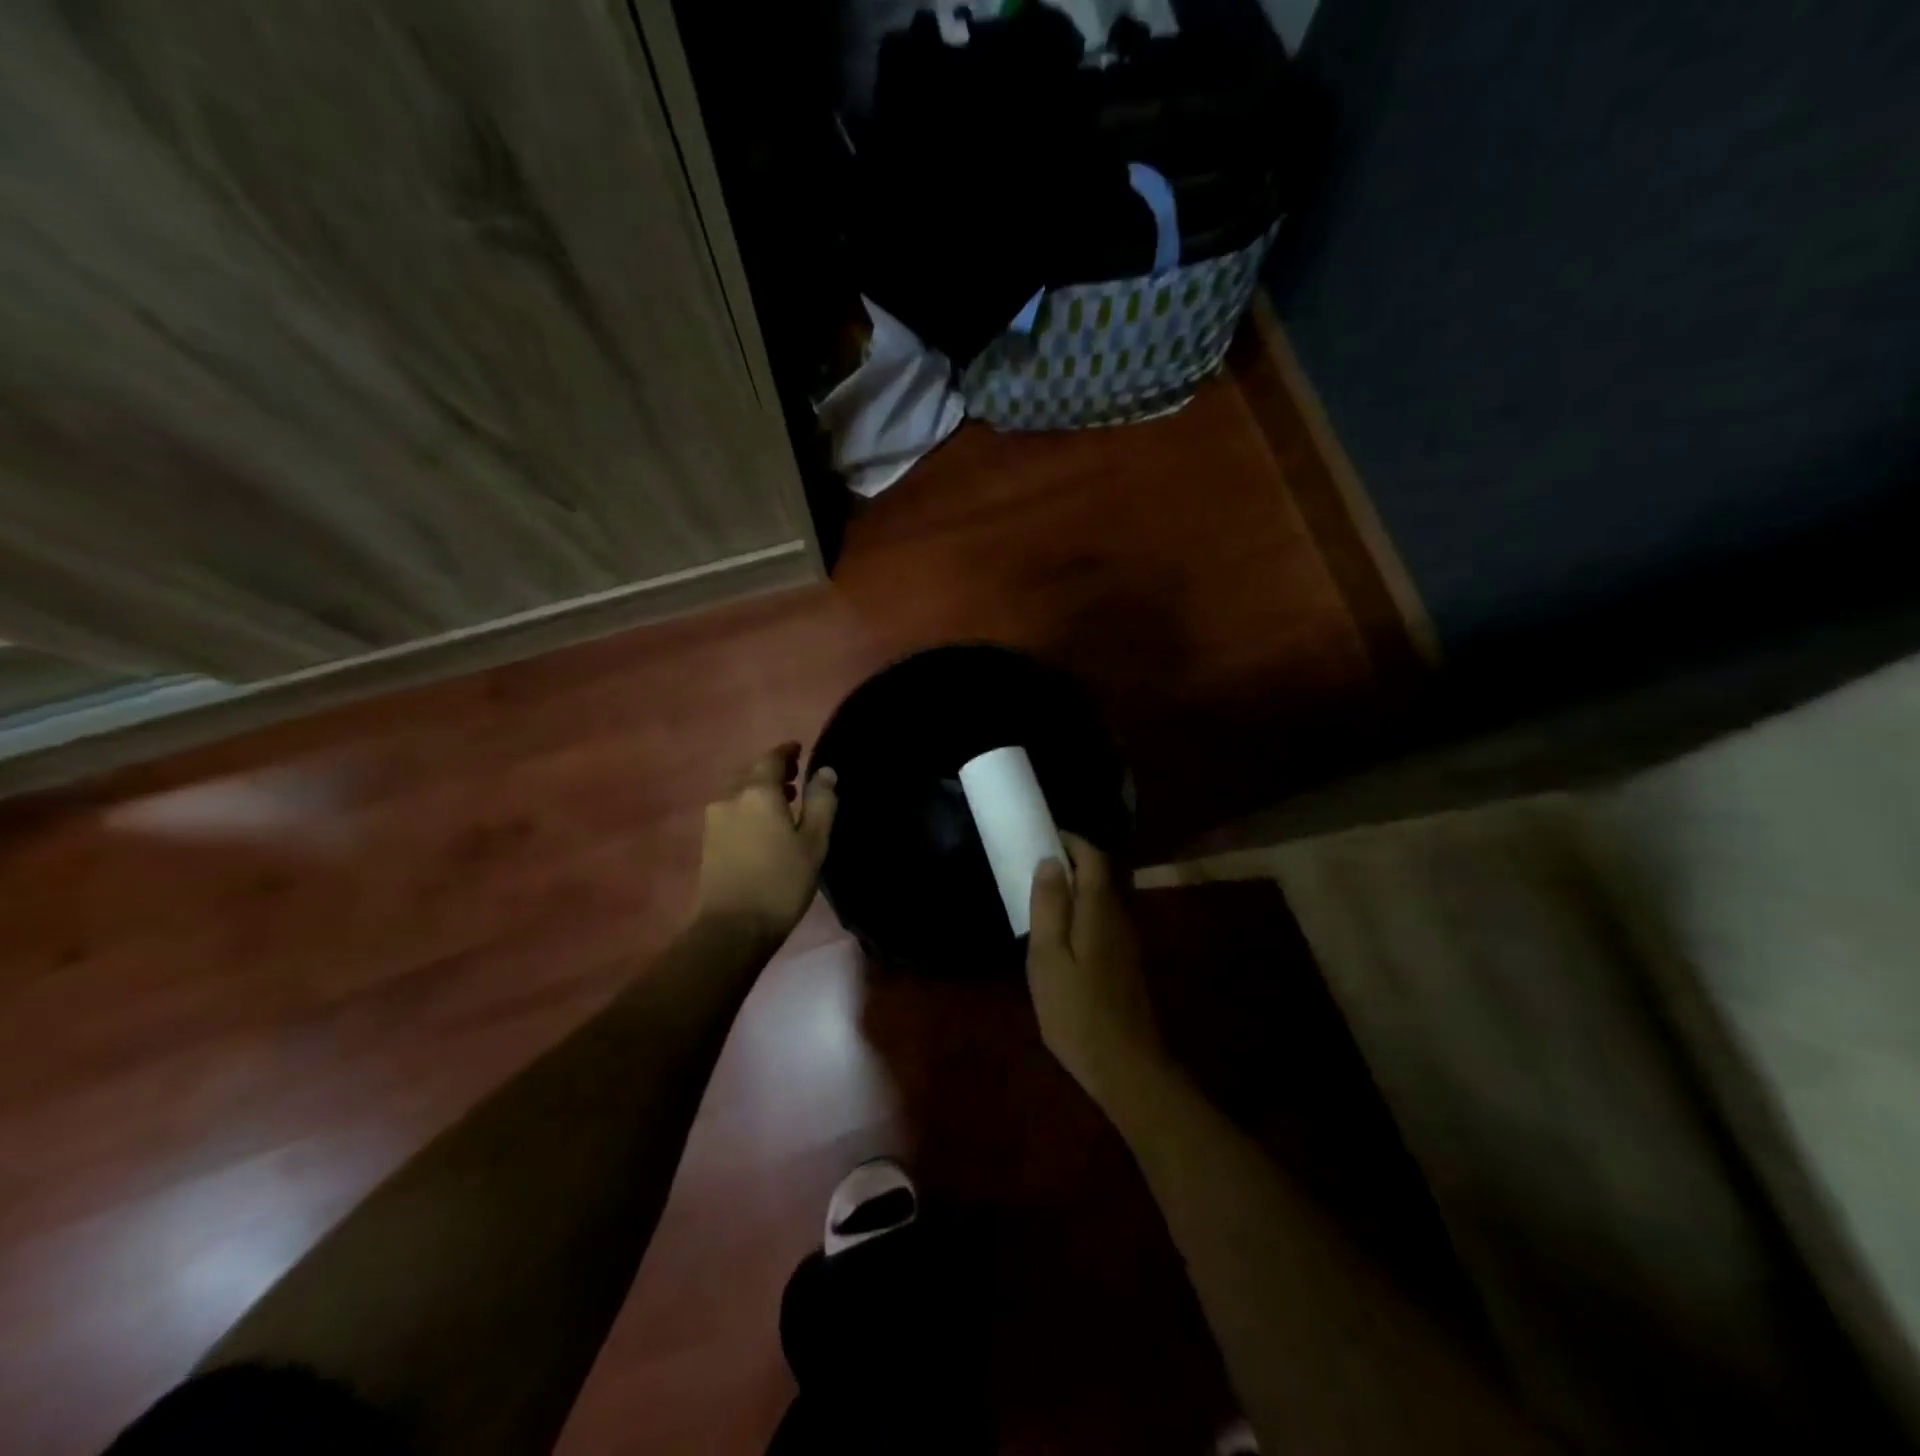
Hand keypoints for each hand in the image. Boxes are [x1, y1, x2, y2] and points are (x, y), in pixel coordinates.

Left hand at [693, 744, 837, 944]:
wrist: (732, 927)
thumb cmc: (781, 882)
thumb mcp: (814, 842)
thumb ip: (821, 802)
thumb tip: (825, 771)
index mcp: (758, 792)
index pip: (772, 758)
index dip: (786, 751)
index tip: (799, 750)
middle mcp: (731, 797)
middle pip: (750, 771)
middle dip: (772, 769)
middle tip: (795, 775)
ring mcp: (714, 819)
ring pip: (737, 790)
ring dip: (758, 788)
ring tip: (782, 800)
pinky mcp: (708, 839)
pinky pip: (730, 808)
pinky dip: (747, 804)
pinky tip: (762, 823)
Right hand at [1026, 834, 1170, 1117]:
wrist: (1126, 1067)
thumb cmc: (1077, 1012)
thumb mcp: (1048, 958)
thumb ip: (1049, 906)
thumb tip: (1051, 860)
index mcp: (1100, 910)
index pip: (1093, 857)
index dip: (1070, 841)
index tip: (1041, 836)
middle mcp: (1120, 917)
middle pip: (1099, 875)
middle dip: (1070, 863)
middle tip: (1032, 867)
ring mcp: (1127, 942)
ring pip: (1101, 899)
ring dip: (1074, 890)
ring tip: (1040, 899)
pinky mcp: (1126, 963)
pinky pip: (1102, 921)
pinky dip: (1081, 913)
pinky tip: (1060, 938)